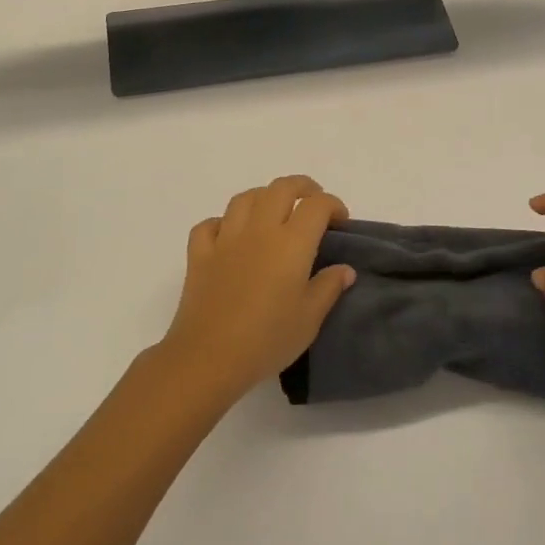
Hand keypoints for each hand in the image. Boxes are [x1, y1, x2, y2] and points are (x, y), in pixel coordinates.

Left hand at [158, 176, 355, 406]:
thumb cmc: (267, 340)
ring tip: (274, 212)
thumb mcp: (309, 319)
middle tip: (313, 203)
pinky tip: (230, 236)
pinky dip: (223, 223)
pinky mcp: (199, 254)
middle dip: (302, 187)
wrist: (208, 357)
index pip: (317, 205)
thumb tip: (345, 269)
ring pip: (245, 198)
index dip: (333, 205)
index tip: (341, 221)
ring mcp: (225, 239)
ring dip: (264, 197)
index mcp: (291, 243)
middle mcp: (259, 230)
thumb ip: (328, 288)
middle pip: (281, 188)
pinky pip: (210, 224)